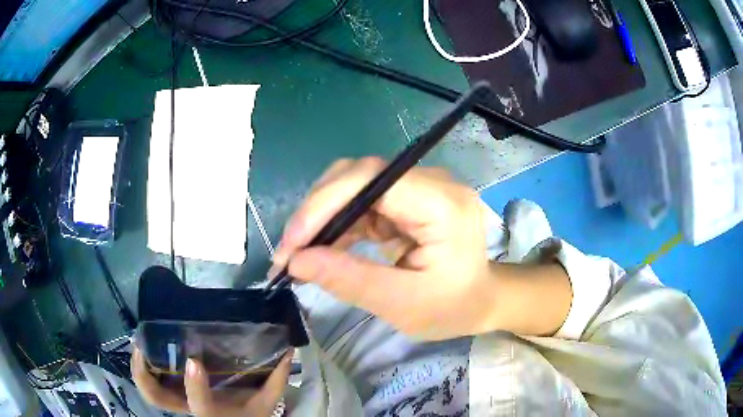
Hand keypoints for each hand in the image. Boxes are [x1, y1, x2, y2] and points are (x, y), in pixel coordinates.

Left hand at [131, 347, 291, 415]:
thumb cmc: (251, 416)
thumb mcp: (267, 402)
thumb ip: (277, 378)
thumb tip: (288, 348)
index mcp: (215, 415)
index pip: (200, 407)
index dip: (194, 387)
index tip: (194, 360)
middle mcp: (190, 410)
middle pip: (157, 399)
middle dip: (143, 374)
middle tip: (141, 345)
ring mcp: (178, 403)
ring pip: (149, 392)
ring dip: (138, 368)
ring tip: (139, 340)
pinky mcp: (174, 395)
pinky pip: (153, 383)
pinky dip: (144, 367)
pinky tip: (146, 348)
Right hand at [272, 157, 496, 339]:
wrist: (480, 301)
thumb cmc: (452, 308)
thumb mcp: (402, 303)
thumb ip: (349, 280)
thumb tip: (295, 261)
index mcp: (443, 204)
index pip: (374, 179)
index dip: (325, 203)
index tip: (293, 242)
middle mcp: (432, 183)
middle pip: (360, 175)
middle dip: (318, 210)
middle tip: (290, 250)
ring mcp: (420, 188)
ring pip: (356, 185)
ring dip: (323, 217)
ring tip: (300, 253)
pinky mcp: (409, 199)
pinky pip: (364, 201)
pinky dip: (338, 223)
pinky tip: (325, 248)